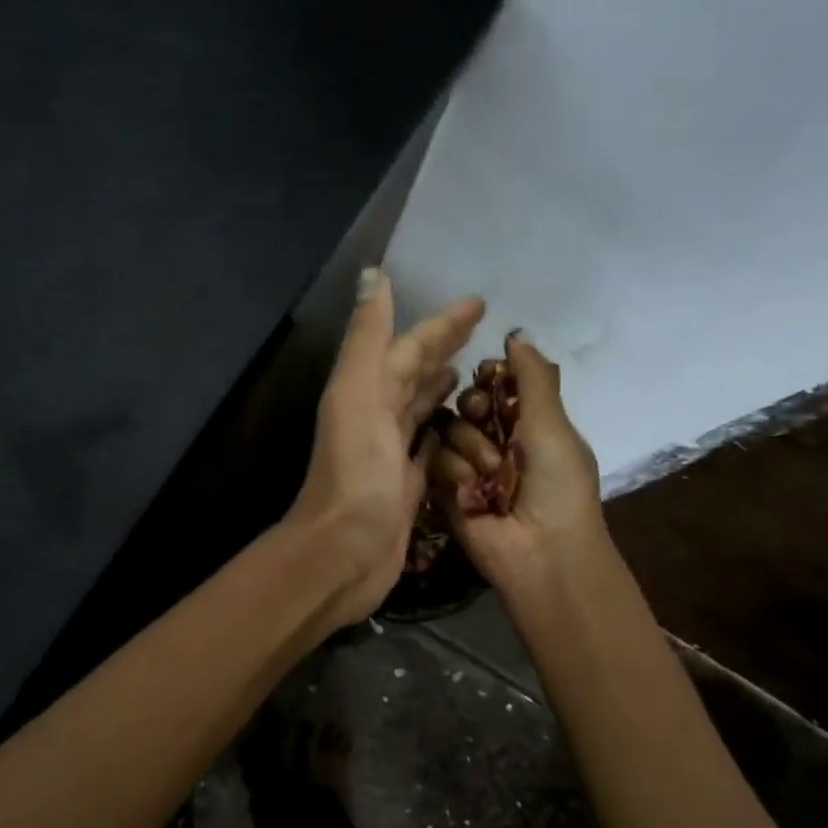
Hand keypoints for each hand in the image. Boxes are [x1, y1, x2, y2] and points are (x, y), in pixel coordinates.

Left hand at [288, 268, 484, 628]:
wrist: (345, 551)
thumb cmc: (356, 472)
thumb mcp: (357, 394)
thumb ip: (368, 338)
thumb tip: (376, 275)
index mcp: (366, 391)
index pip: (408, 346)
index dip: (441, 324)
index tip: (479, 304)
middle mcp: (376, 417)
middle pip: (414, 374)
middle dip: (443, 350)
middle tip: (483, 334)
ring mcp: (391, 455)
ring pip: (420, 409)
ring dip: (441, 389)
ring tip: (472, 375)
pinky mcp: (408, 487)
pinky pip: (429, 449)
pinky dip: (442, 433)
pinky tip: (459, 427)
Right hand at [430, 332, 606, 595]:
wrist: (541, 552)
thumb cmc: (557, 485)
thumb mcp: (553, 424)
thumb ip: (533, 377)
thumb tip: (516, 335)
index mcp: (527, 423)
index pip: (494, 384)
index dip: (488, 378)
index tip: (489, 380)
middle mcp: (496, 442)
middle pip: (464, 404)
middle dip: (474, 410)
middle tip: (487, 425)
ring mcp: (469, 468)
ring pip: (447, 431)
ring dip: (470, 450)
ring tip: (490, 477)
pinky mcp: (446, 492)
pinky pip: (435, 463)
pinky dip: (455, 475)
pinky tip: (473, 494)